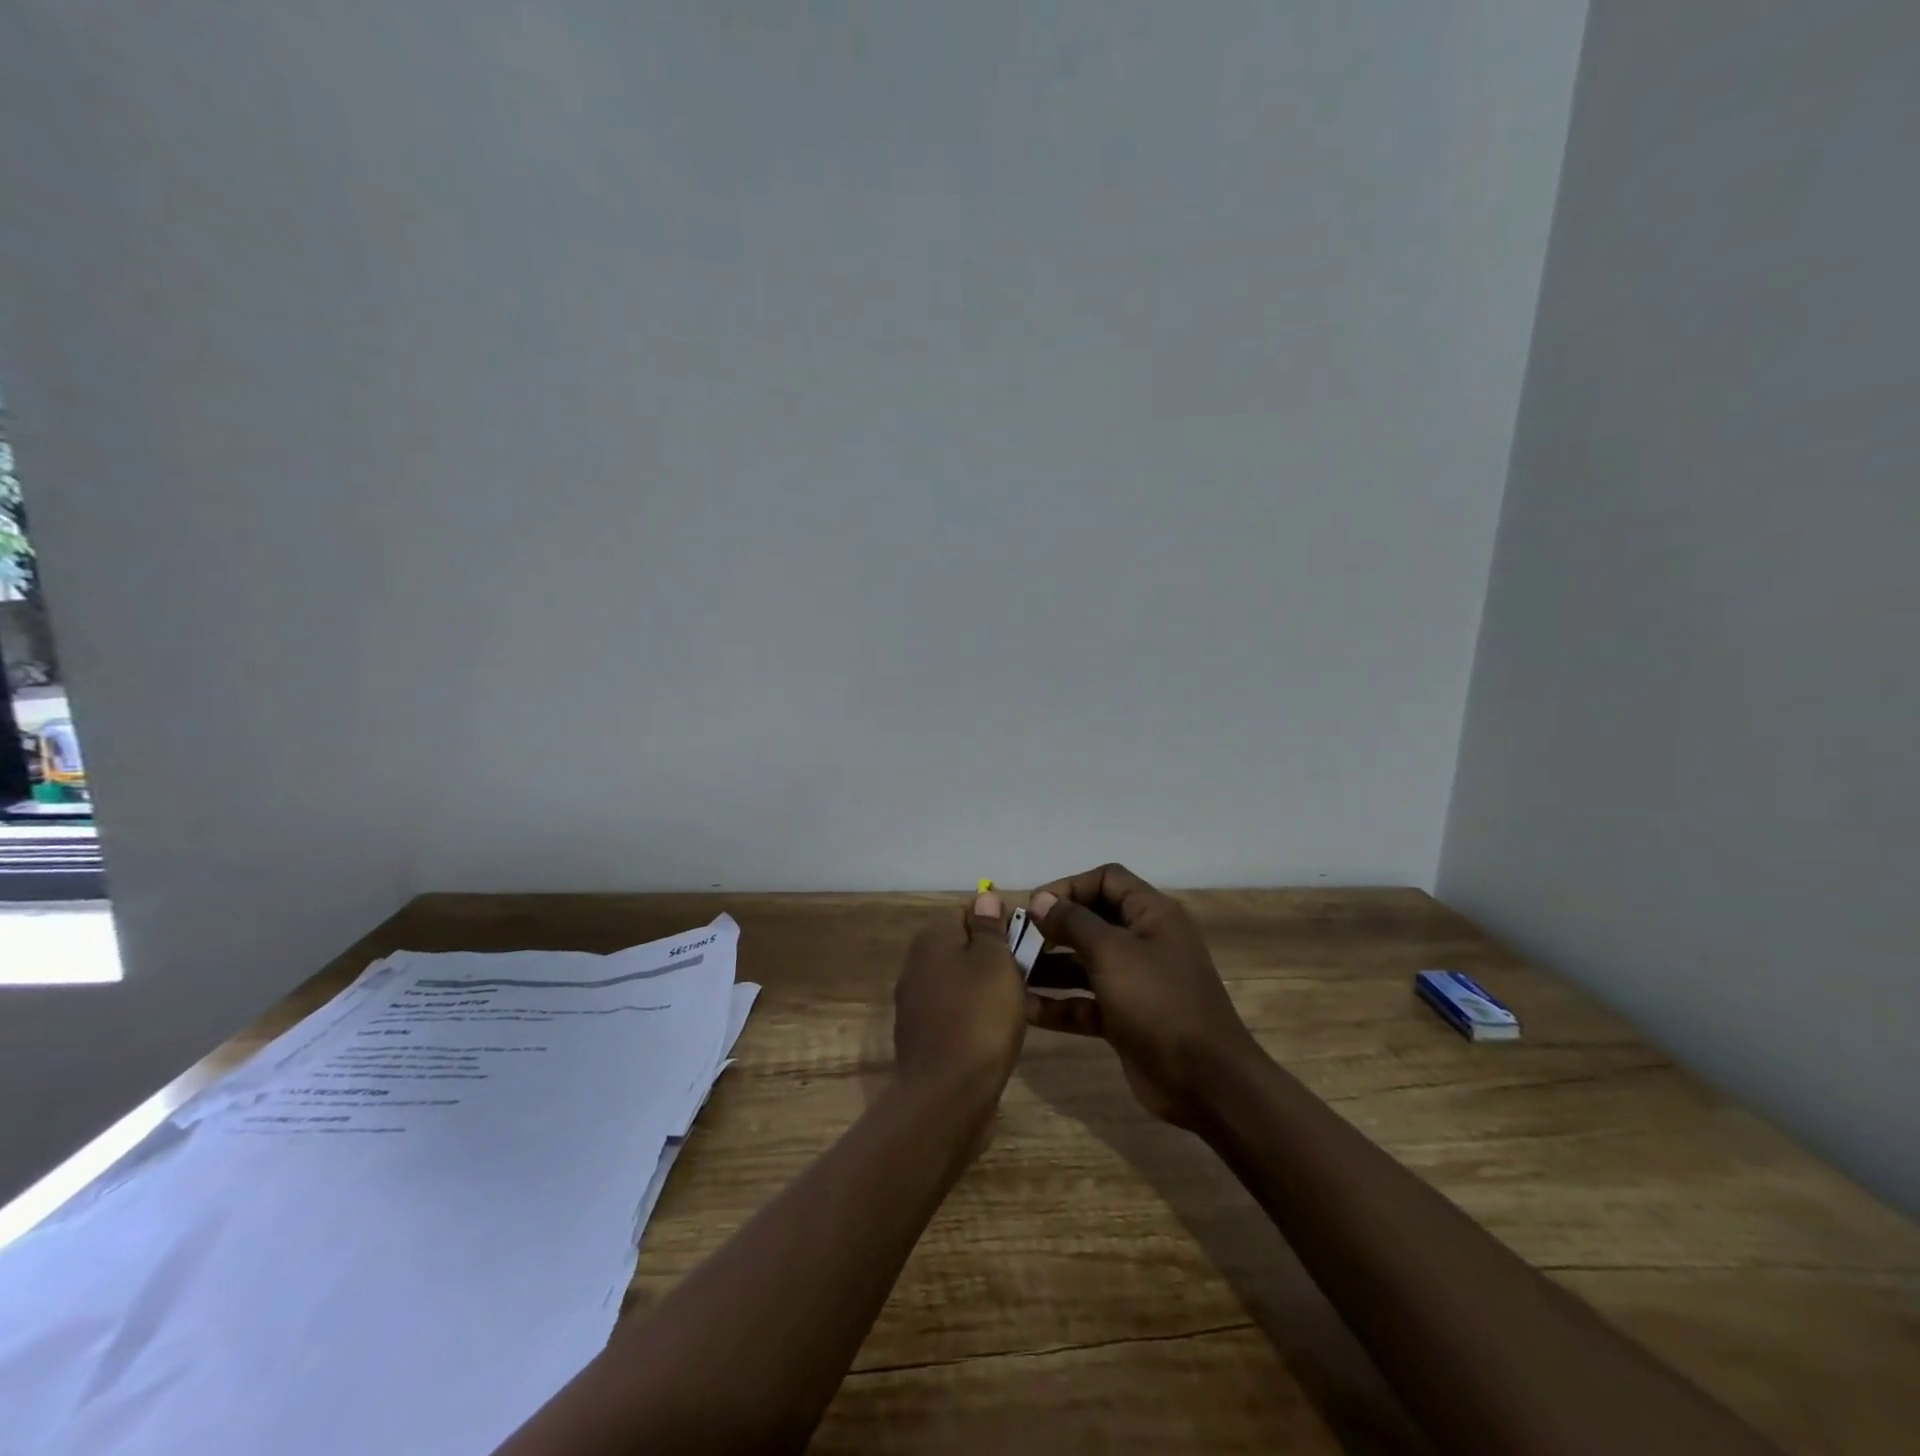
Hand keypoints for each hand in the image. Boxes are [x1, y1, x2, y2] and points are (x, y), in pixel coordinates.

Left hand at [893, 890, 1027, 1106]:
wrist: (947, 1096)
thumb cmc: (979, 1018)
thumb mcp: (995, 962)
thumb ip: (990, 927)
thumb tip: (984, 896)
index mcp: (932, 939)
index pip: (968, 912)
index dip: (1000, 924)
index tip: (1027, 944)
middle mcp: (916, 964)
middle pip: (963, 947)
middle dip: (994, 958)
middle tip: (1027, 976)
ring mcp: (916, 1003)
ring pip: (960, 982)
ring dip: (986, 990)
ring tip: (1019, 1007)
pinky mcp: (922, 1036)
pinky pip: (954, 1013)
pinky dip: (974, 1018)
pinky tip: (995, 1035)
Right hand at [1024, 864, 1261, 1128]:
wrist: (1205, 1081)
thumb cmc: (1158, 1001)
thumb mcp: (1112, 953)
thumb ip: (1073, 922)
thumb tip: (1041, 900)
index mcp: (1151, 915)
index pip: (1106, 880)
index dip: (1069, 886)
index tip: (1034, 906)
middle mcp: (1143, 942)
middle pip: (1091, 921)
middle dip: (1053, 928)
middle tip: (1015, 939)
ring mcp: (1134, 982)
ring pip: (1083, 964)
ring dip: (1048, 967)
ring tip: (1010, 973)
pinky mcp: (1124, 1019)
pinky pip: (1084, 1002)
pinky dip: (1058, 1004)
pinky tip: (1024, 1008)